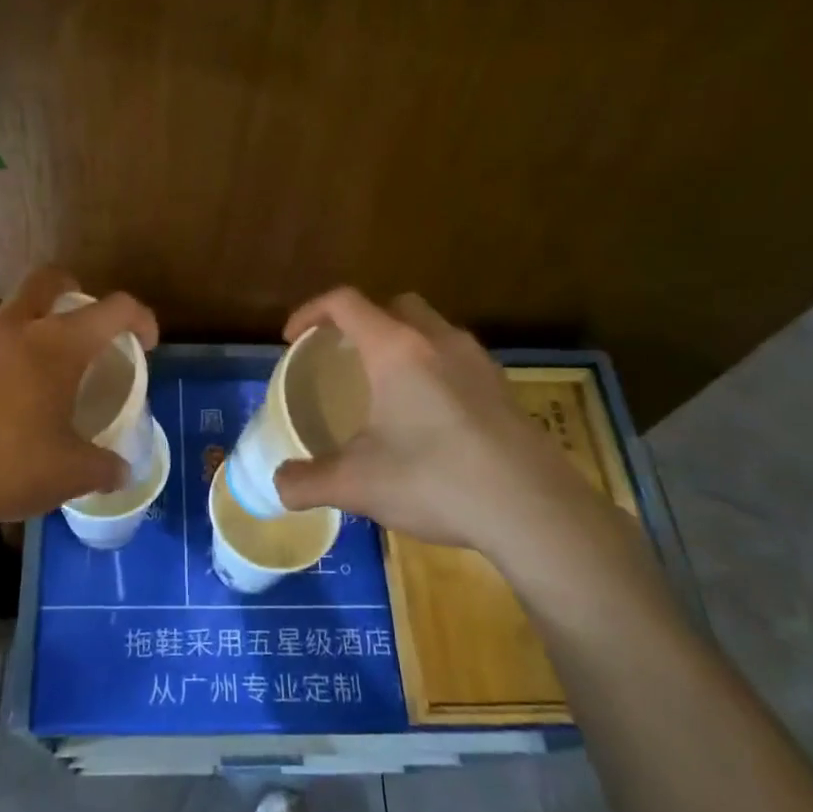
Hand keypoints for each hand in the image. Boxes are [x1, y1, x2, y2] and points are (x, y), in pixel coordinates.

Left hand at [0, 265, 159, 538]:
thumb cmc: (10, 469)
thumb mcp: (72, 474)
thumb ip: (105, 468)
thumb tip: (122, 472)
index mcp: (56, 346)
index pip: (115, 310)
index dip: (140, 318)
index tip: (145, 341)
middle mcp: (10, 329)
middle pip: (45, 278)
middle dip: (70, 288)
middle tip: (78, 319)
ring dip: (10, 312)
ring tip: (17, 345)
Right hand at [272, 288, 620, 571]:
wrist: (532, 509)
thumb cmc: (434, 480)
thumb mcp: (356, 485)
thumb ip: (307, 482)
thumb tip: (279, 486)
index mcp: (396, 349)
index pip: (345, 302)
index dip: (311, 312)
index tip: (293, 340)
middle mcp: (439, 341)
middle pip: (395, 305)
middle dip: (362, 320)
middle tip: (344, 357)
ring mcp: (479, 363)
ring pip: (432, 330)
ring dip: (402, 343)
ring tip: (385, 387)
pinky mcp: (504, 389)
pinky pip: (458, 360)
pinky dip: (433, 370)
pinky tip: (429, 418)